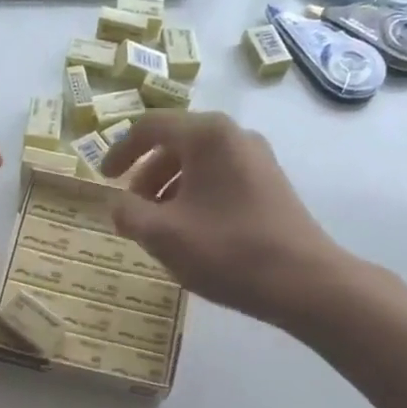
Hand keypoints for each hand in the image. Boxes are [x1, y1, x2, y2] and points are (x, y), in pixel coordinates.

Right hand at [101, 111, 399, 330]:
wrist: (303, 281)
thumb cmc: (226, 251)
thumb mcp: (162, 235)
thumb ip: (128, 213)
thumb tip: (116, 204)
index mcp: (206, 135)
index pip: (150, 126)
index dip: (120, 151)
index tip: (103, 178)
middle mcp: (234, 135)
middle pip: (176, 143)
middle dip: (146, 175)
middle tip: (132, 209)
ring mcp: (256, 159)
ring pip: (198, 163)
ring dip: (169, 189)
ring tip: (158, 226)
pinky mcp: (269, 183)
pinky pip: (219, 178)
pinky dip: (194, 196)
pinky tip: (191, 232)